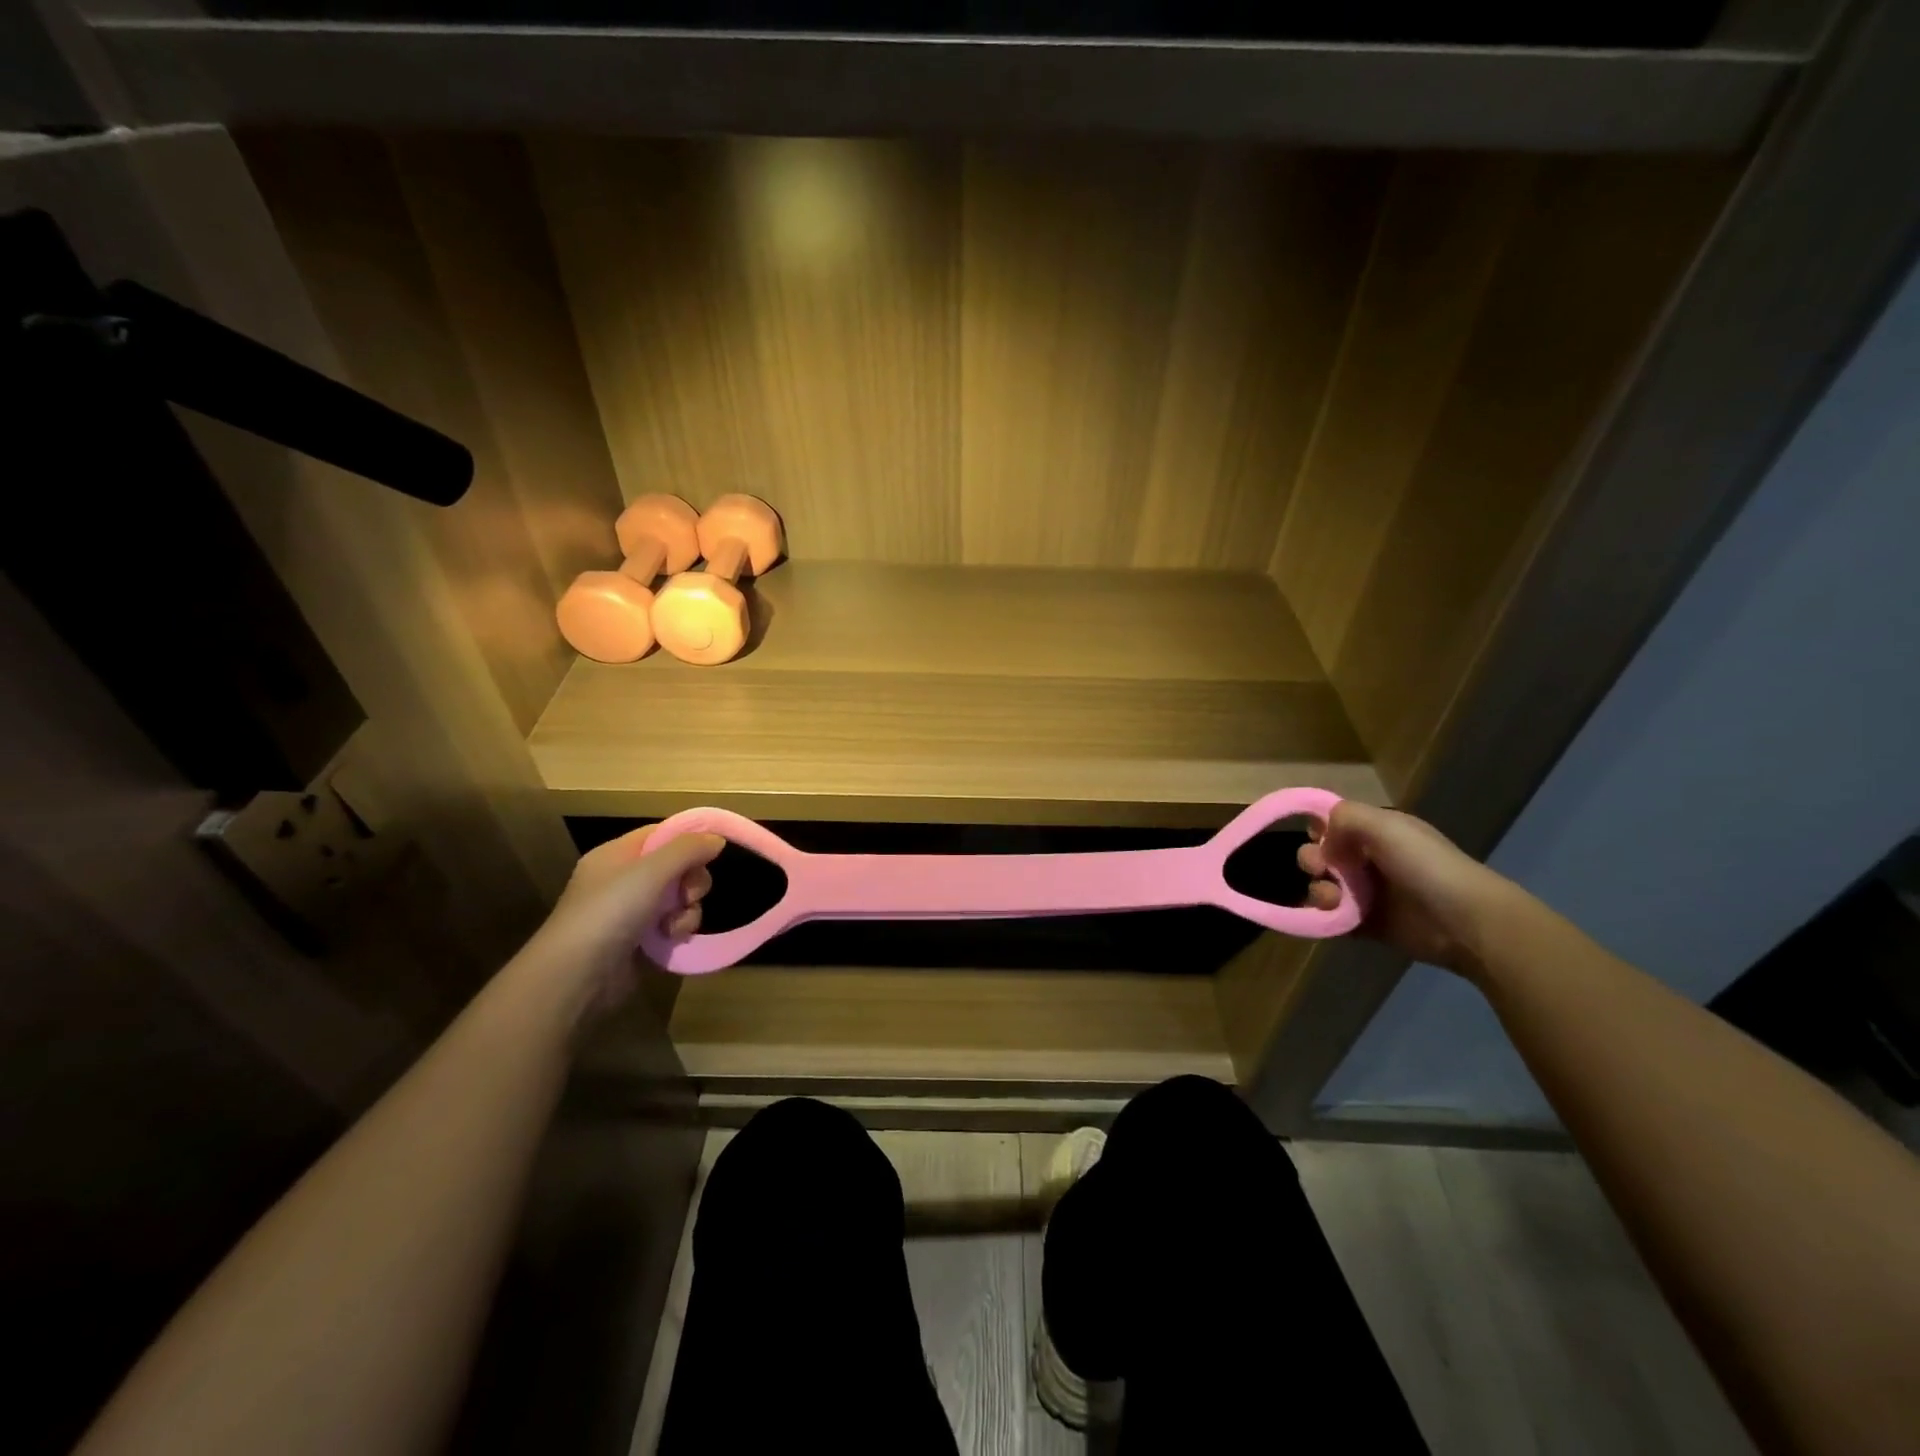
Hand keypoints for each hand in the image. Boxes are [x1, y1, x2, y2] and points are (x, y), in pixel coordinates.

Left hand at [528, 825, 725, 1018]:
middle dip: (691, 882)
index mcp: (617, 855)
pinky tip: (669, 941)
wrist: (576, 976)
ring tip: (673, 927)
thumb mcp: (651, 871)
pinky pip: (672, 925)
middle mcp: (624, 879)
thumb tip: (716, 838)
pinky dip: (677, 931)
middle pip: (677, 867)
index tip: (712, 852)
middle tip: (688, 896)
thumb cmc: (610, 911)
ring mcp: (631, 911)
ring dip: (687, 911)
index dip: (689, 839)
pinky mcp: (640, 941)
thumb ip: (687, 849)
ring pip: (680, 899)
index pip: (662, 834)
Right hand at [1297, 801, 1518, 979]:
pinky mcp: (1366, 924)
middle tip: (1320, 868)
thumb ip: (1345, 817)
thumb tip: (1321, 840)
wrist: (1464, 921)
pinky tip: (1333, 915)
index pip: (1334, 824)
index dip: (1319, 829)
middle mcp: (1369, 860)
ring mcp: (1367, 894)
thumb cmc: (1426, 865)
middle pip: (1322, 855)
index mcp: (1377, 833)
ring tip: (1332, 898)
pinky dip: (1325, 916)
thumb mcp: (1385, 826)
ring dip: (1319, 890)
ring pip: (1323, 886)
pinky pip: (1332, 918)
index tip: (1318, 837)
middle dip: (1312, 860)